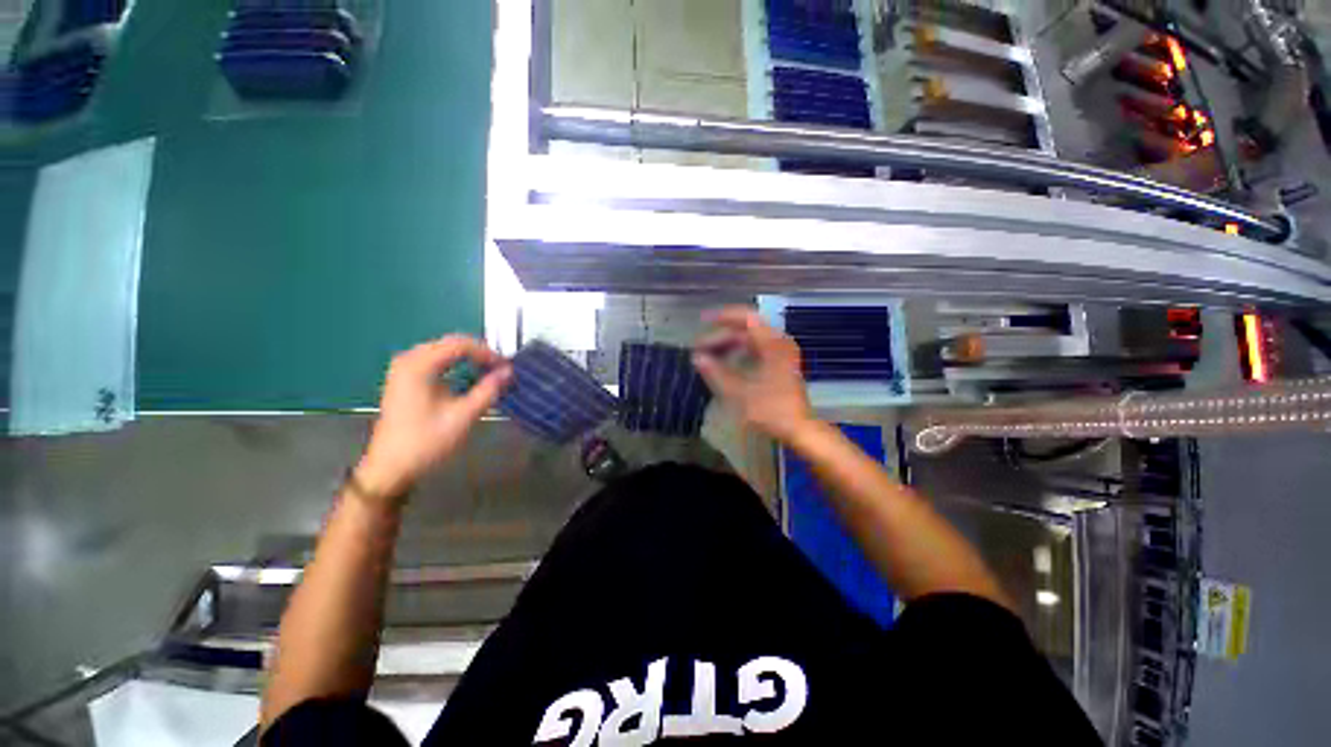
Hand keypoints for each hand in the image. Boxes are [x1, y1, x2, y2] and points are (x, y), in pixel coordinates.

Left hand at [355, 336, 511, 503]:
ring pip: (442, 350)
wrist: (390, 468)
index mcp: (419, 366)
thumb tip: (509, 372)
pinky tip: (467, 376)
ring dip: (467, 358)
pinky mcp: (404, 379)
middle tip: (500, 369)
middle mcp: (408, 360)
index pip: (460, 344)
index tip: (506, 367)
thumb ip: (488, 390)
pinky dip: (454, 364)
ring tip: (488, 372)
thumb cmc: (427, 442)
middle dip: (479, 353)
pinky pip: (434, 360)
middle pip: (450, 343)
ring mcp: (403, 369)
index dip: (487, 353)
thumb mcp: (463, 416)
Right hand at [692, 307, 815, 442]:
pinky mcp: (780, 365)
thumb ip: (716, 373)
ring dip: (729, 345)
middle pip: (746, 329)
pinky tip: (725, 362)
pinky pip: (756, 350)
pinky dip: (739, 353)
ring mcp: (781, 354)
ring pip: (750, 340)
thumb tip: (697, 357)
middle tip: (700, 347)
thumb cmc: (771, 410)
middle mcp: (779, 343)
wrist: (799, 429)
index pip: (747, 318)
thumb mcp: (739, 392)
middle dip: (721, 335)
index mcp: (773, 344)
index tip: (703, 319)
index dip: (724, 316)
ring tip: (708, 354)